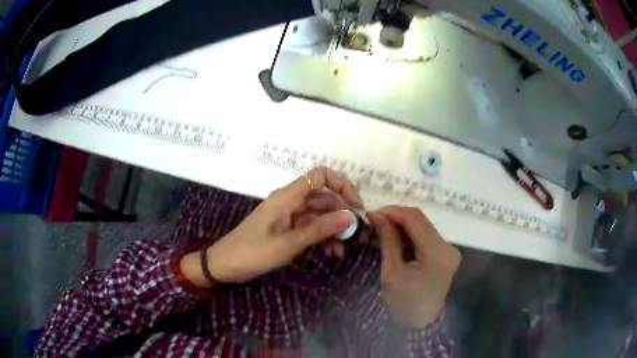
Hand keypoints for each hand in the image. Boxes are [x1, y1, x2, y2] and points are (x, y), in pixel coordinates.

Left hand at [181, 167, 361, 286]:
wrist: (226, 265)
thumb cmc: (254, 252)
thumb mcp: (289, 243)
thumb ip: (319, 229)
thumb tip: (350, 216)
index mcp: (288, 196)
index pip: (320, 176)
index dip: (341, 185)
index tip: (355, 205)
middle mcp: (290, 202)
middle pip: (323, 197)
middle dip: (341, 212)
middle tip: (356, 232)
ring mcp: (289, 216)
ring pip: (318, 215)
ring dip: (333, 228)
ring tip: (345, 247)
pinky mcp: (287, 230)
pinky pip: (310, 228)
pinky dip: (322, 237)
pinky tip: (332, 252)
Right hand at [367, 207, 459, 328]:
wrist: (420, 323)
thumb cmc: (403, 304)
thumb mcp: (391, 273)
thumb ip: (387, 241)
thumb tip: (377, 215)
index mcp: (437, 254)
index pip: (415, 220)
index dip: (392, 212)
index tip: (371, 213)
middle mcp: (448, 247)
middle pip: (421, 220)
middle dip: (396, 216)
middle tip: (374, 219)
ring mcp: (448, 249)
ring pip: (423, 225)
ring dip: (402, 223)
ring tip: (381, 226)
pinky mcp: (445, 253)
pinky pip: (426, 235)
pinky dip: (409, 233)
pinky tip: (395, 236)